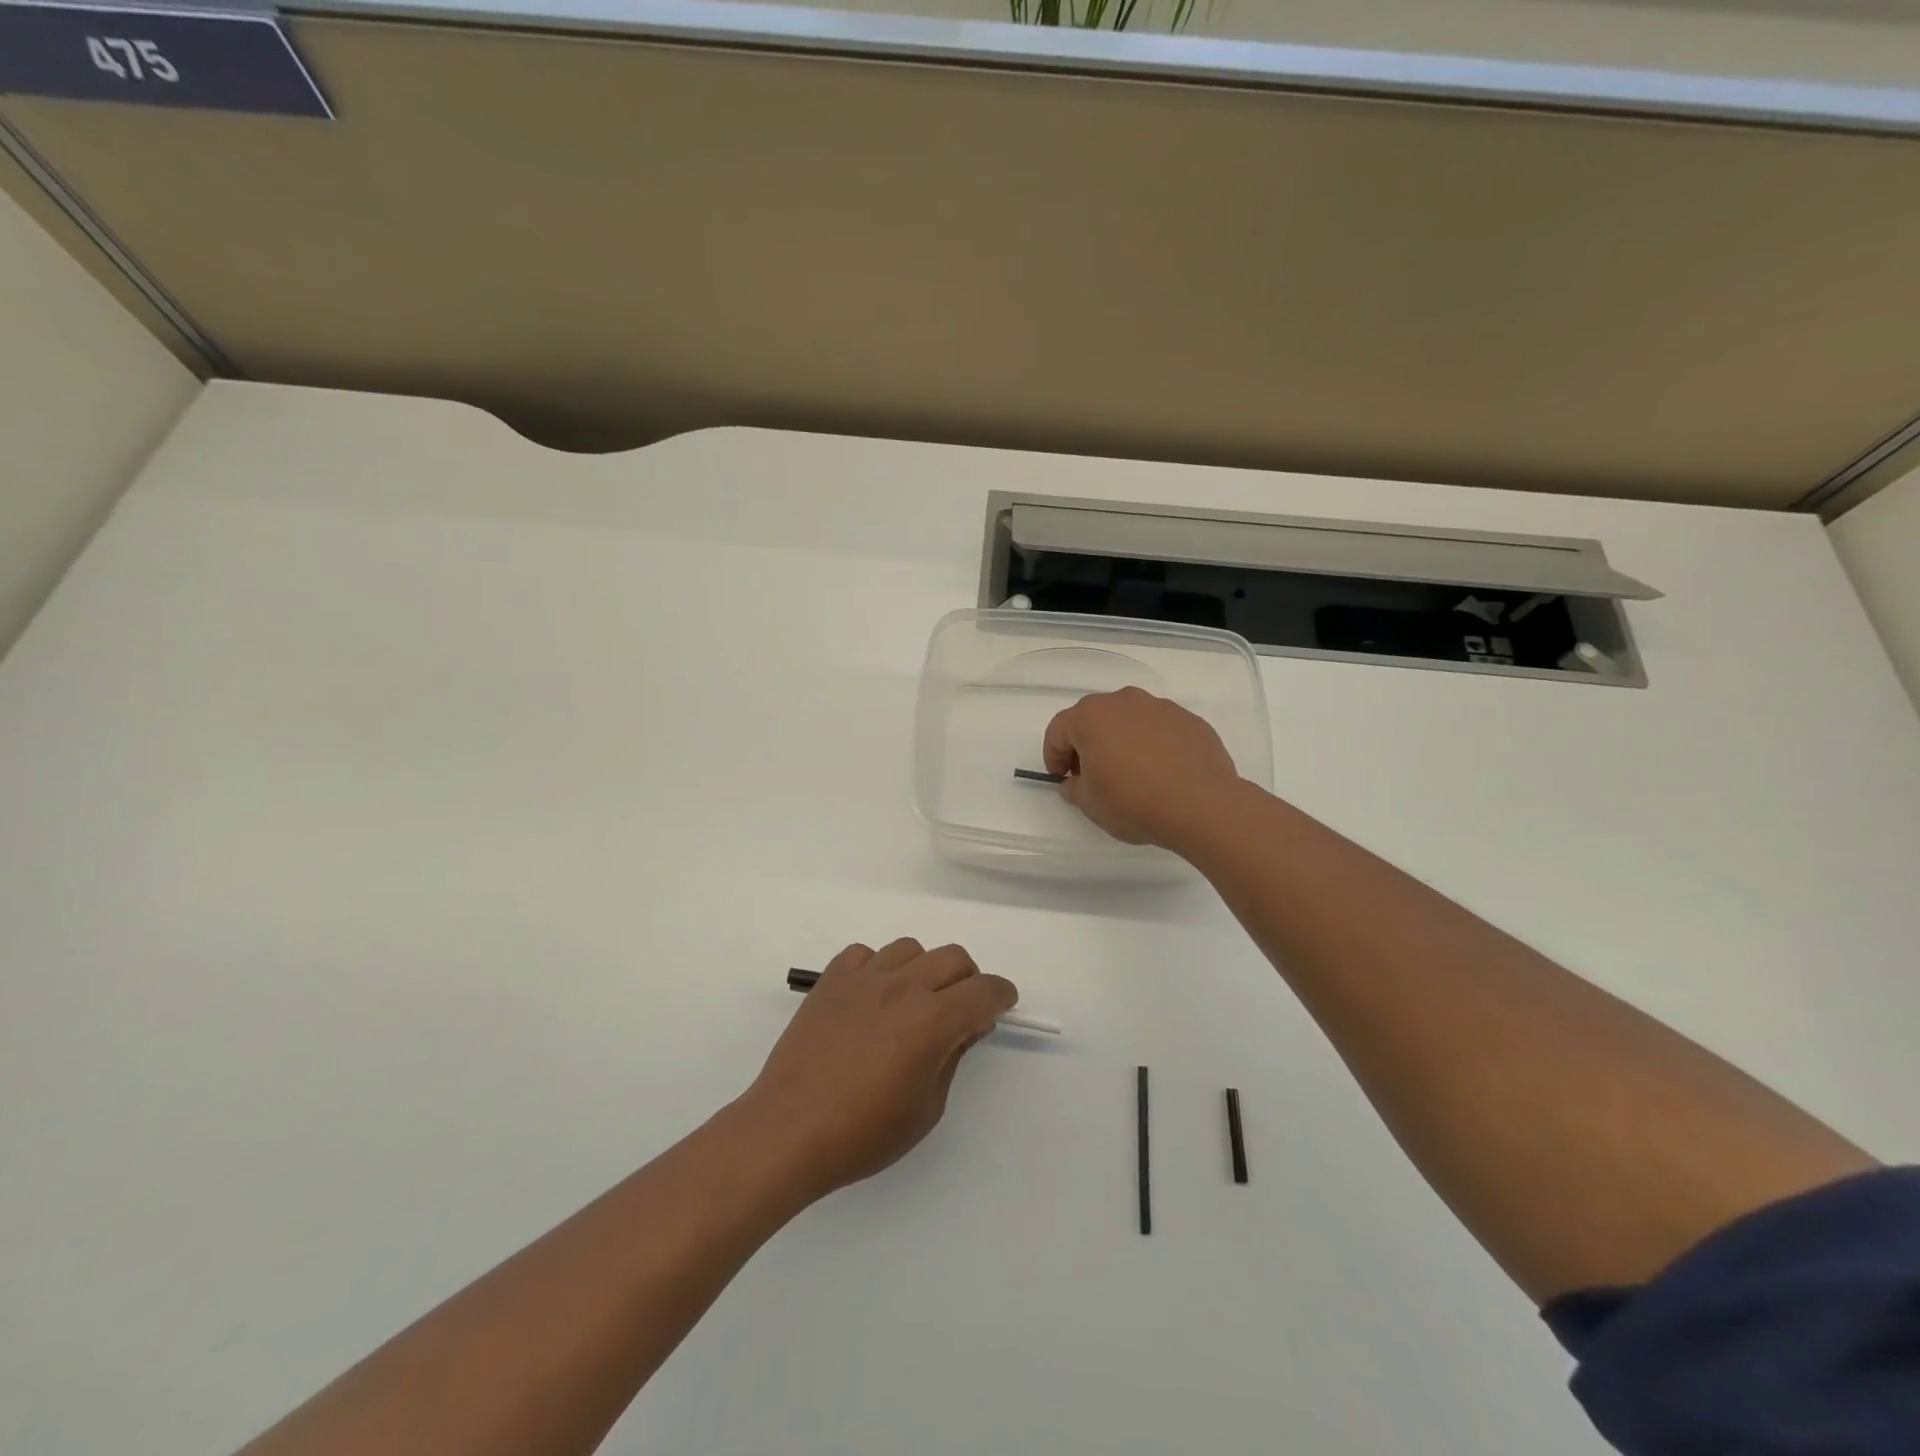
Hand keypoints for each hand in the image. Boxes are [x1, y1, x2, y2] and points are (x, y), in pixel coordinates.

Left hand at [736, 939, 1017, 1201]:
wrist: (788, 1130)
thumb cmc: (862, 1134)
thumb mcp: (926, 1109)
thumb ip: (951, 1058)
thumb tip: (963, 1028)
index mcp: (932, 1020)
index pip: (984, 991)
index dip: (1001, 996)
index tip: (1002, 1005)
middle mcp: (903, 987)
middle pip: (953, 958)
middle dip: (969, 980)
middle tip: (961, 1011)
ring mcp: (864, 978)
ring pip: (911, 948)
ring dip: (924, 970)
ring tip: (913, 1002)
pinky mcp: (831, 980)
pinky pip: (865, 954)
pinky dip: (878, 968)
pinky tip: (872, 997)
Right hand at [1042, 686, 1243, 850]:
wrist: (1203, 805)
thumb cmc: (1134, 802)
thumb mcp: (1090, 805)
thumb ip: (1074, 788)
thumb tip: (1075, 781)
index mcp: (1091, 716)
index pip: (1059, 731)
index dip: (1054, 756)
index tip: (1061, 779)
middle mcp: (1124, 701)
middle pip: (1094, 719)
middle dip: (1087, 744)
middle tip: (1092, 775)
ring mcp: (1160, 707)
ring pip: (1128, 720)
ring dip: (1121, 741)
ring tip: (1130, 773)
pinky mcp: (1189, 720)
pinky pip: (1159, 729)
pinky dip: (1152, 745)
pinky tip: (1160, 772)